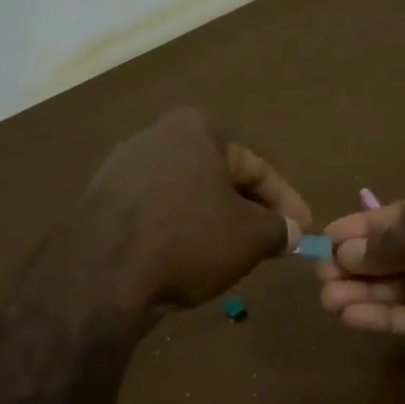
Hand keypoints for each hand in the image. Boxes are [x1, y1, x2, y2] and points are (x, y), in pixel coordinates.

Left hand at [46, 107, 310, 313]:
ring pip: (187, 197)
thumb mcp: (250, 236)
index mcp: (195, 129)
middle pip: (219, 178)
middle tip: (271, 242)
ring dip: (214, 223)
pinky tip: (189, 261)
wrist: (101, 274)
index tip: (304, 231)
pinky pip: (156, 214)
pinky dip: (180, 233)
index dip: (287, 202)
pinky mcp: (100, 203)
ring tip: (234, 256)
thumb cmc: (188, 239)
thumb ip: (278, 228)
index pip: (256, 166)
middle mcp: (155, 137)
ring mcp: (121, 169)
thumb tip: (290, 232)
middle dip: (249, 211)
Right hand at [317, 187, 404, 374]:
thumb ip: (399, 241)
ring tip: (326, 298)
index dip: (367, 226)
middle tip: (320, 273)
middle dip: (359, 263)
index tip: (329, 237)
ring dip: (364, 292)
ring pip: (403, 290)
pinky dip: (384, 317)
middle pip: (399, 254)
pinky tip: (350, 315)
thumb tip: (348, 250)